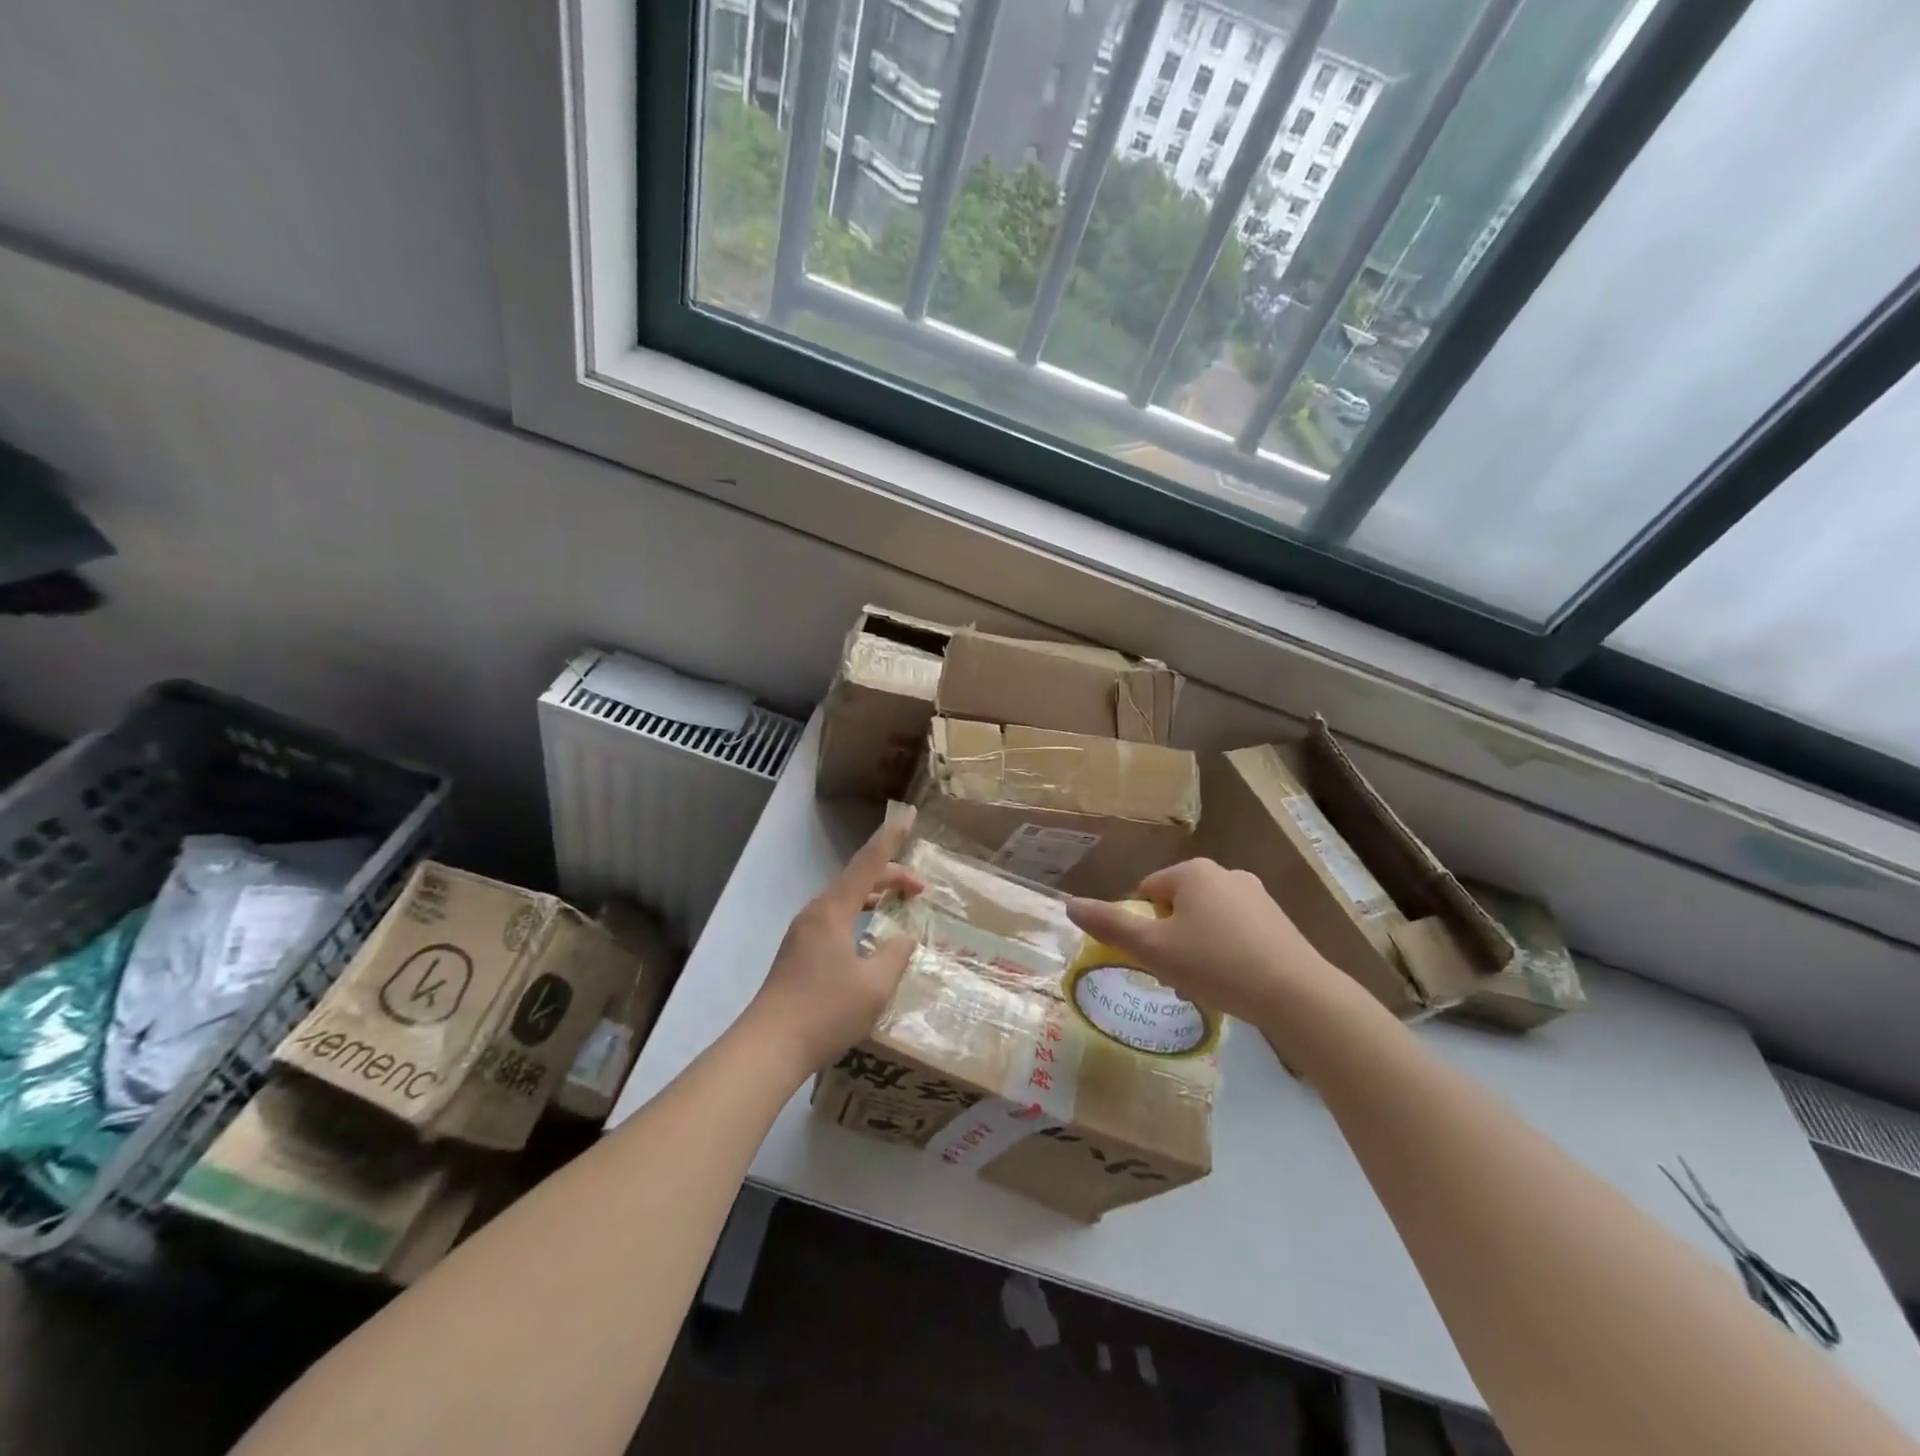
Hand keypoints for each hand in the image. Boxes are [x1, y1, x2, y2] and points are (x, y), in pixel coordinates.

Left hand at [742, 809, 922, 1074]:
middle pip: (857, 879)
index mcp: (833, 910)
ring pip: (845, 899)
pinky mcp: (799, 953)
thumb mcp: (874, 984)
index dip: (892, 837)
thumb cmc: (825, 1011)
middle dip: (890, 875)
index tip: (909, 813)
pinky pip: (836, 918)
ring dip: (874, 895)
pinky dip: (859, 914)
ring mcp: (803, 933)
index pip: (869, 862)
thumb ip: (895, 954)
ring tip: (899, 902)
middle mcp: (815, 912)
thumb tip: (904, 938)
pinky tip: (870, 936)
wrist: (768, 1048)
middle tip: (921, 888)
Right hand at [1067, 858, 1347, 1027]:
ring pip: (1206, 919)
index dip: (1141, 926)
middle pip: (1176, 905)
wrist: (1296, 995)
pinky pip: (1235, 931)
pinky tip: (1231, 982)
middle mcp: (1225, 873)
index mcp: (1192, 872)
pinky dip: (1225, 951)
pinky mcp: (1278, 921)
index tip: (1150, 958)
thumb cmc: (1216, 964)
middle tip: (1173, 973)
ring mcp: (1256, 896)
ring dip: (1196, 946)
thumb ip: (1110, 925)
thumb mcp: (1154, 949)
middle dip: (1169, 937)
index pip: (1147, 892)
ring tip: (1202, 982)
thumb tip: (1070, 904)